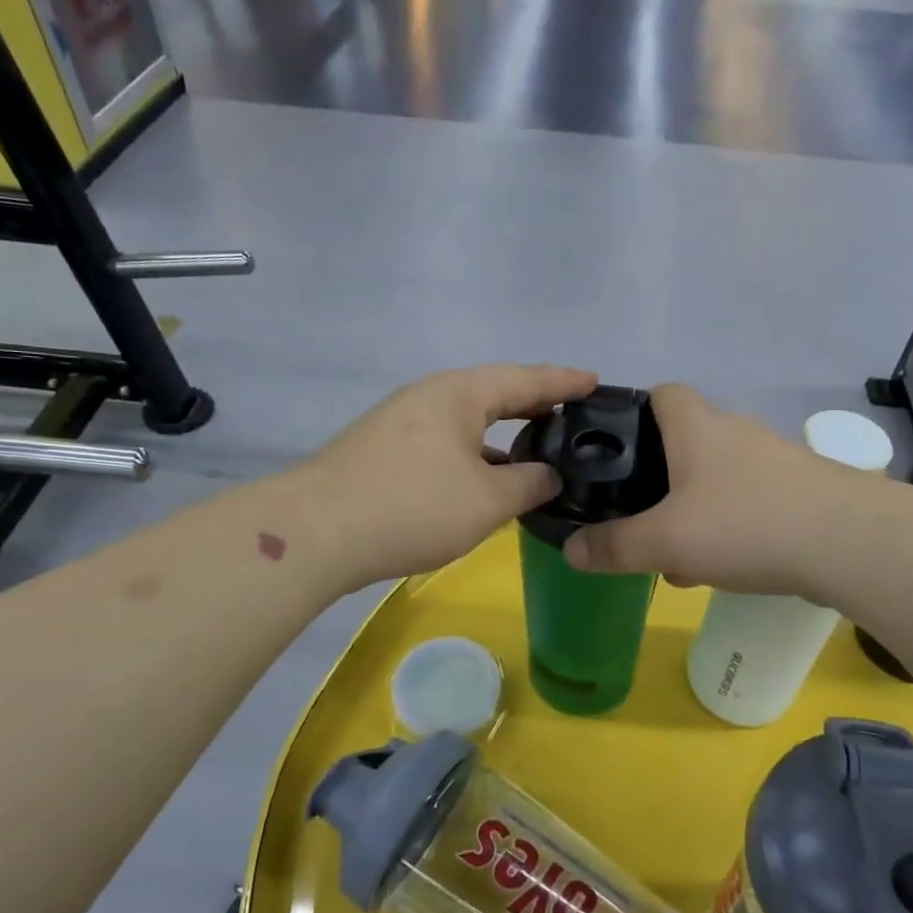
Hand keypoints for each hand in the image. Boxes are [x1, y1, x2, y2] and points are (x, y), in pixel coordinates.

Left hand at [304, 364, 597, 589]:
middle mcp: (430, 397)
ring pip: (467, 421)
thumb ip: (529, 484)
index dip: (565, 382)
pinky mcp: (384, 451)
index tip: (596, 382)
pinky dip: (475, 453)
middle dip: (535, 404)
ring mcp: (402, 422)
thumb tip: (550, 474)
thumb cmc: (412, 506)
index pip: (526, 379)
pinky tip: (486, 478)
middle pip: (495, 393)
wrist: (316, 532)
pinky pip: (446, 442)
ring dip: (503, 434)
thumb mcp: (486, 500)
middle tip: (573, 414)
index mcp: (460, 394)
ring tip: (537, 447)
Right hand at [563, 385, 861, 597]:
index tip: (613, 453)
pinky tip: (725, 566)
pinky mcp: (800, 489)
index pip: (660, 393)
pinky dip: (729, 526)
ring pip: (716, 478)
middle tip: (640, 519)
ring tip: (679, 558)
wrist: (852, 543)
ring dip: (693, 510)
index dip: (632, 414)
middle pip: (685, 441)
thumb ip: (615, 546)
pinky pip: (748, 501)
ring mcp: (773, 460)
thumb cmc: (746, 524)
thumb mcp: (667, 541)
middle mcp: (735, 431)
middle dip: (658, 479)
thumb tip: (571, 550)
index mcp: (698, 426)